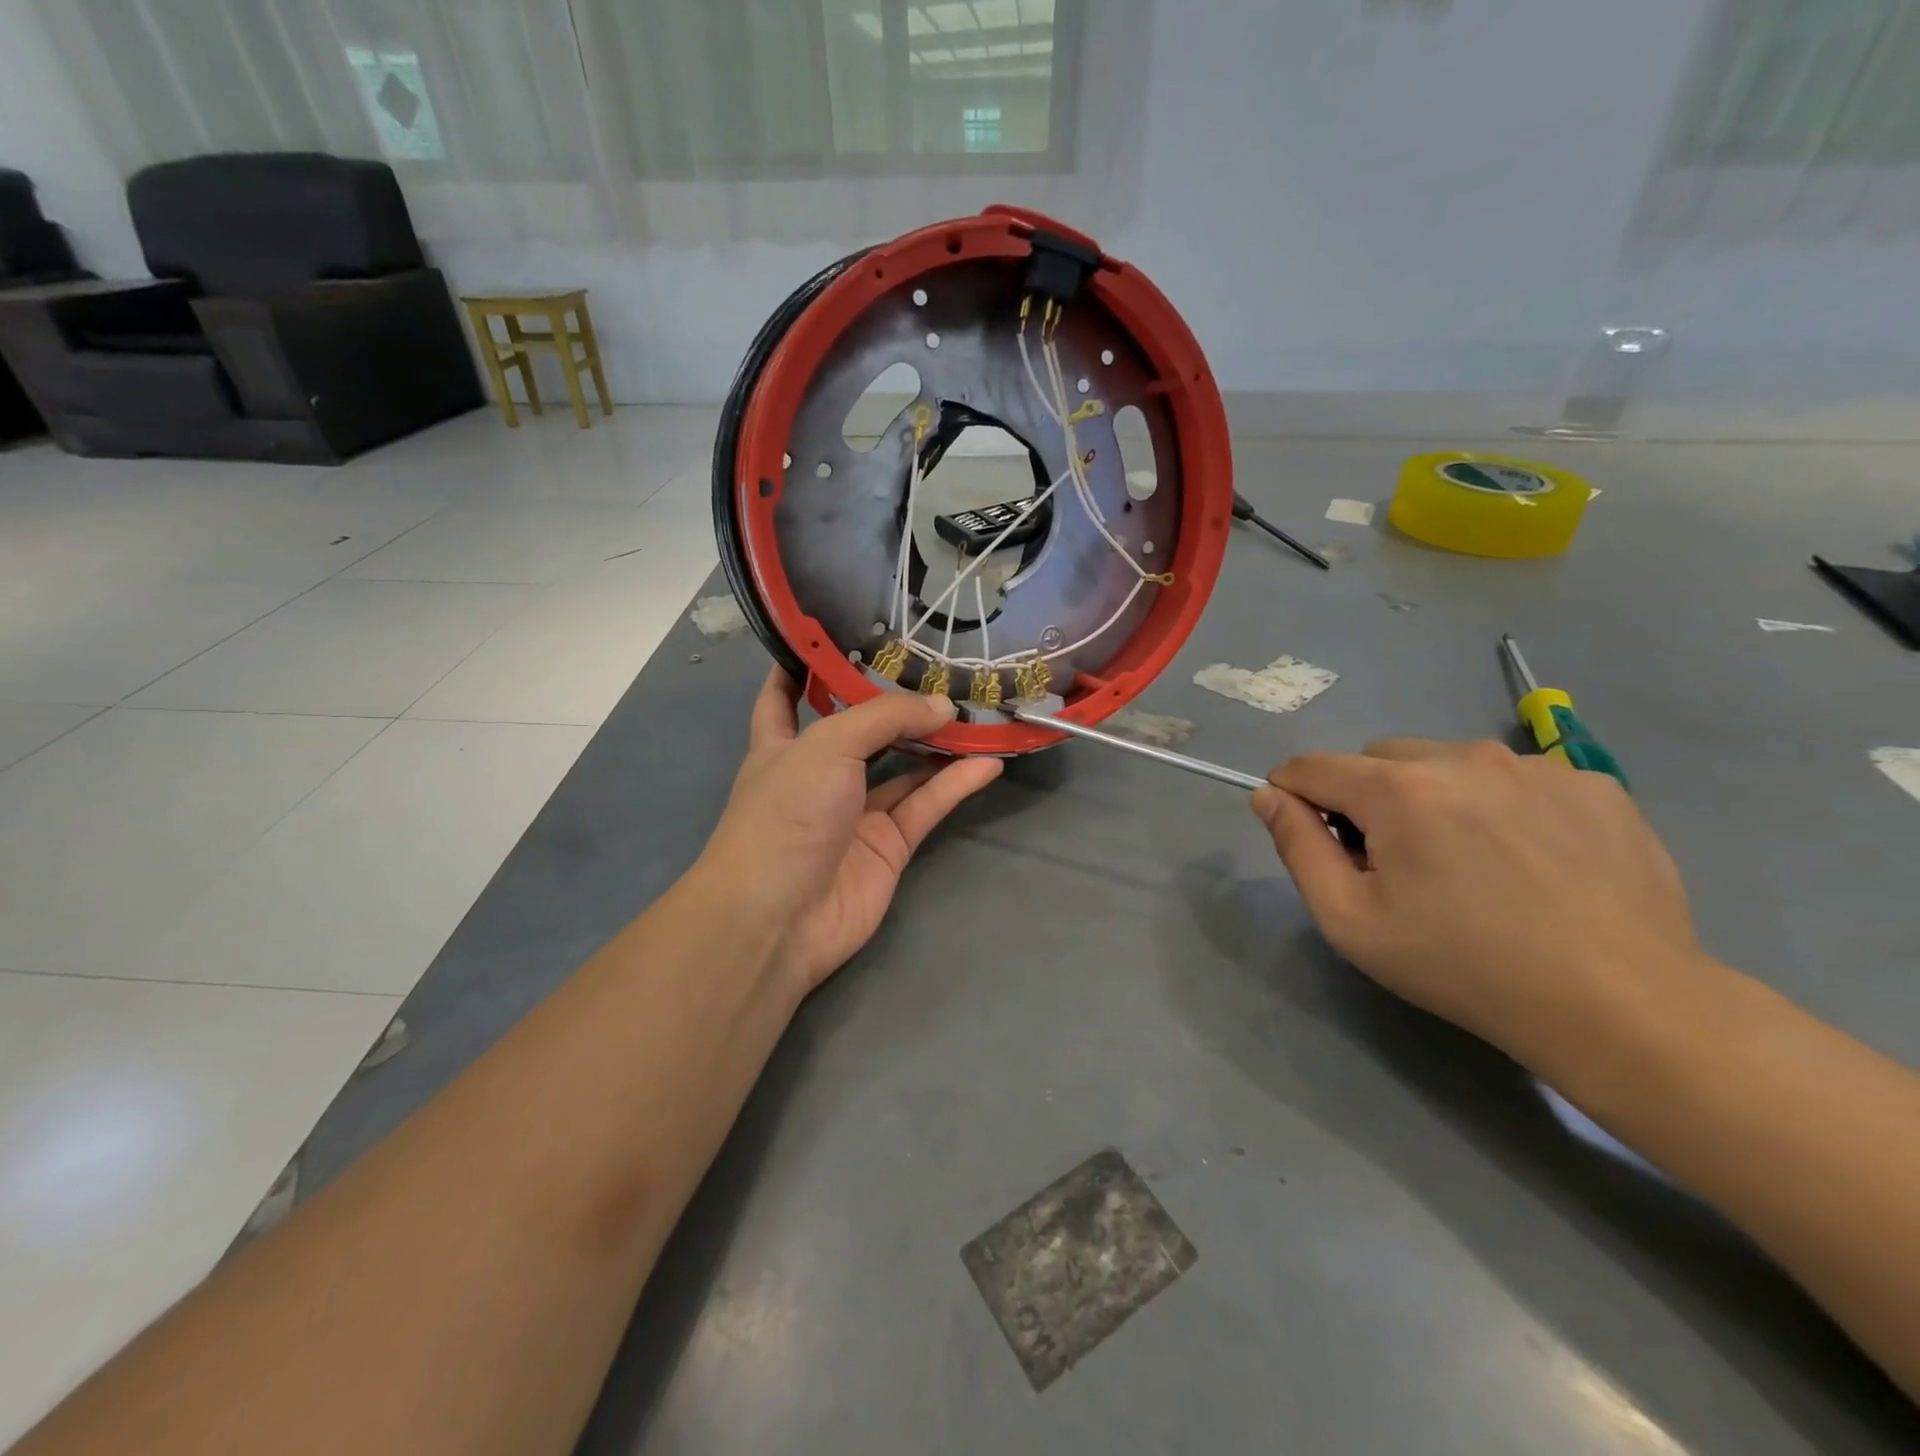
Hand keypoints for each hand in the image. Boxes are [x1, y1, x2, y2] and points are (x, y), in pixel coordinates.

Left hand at [700, 668, 1001, 993]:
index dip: (803, 667)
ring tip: (977, 711)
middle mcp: (819, 775)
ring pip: (904, 768)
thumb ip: (887, 717)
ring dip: (937, 743)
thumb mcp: (829, 745)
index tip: (834, 636)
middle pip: (861, 730)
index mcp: (782, 745)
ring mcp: (855, 813)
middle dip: (895, 704)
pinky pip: (927, 806)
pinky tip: (989, 761)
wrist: (780, 917)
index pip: (784, 697)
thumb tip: (944, 706)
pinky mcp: (888, 846)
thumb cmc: (786, 813)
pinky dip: (956, 784)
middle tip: (939, 670)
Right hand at [1250, 739, 1706, 1068]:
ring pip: (1447, 763)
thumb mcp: (1350, 921)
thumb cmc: (1463, 967)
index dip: (1295, 795)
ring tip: (1469, 863)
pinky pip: (1514, 779)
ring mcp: (1536, 766)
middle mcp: (1464, 757)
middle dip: (1368, 798)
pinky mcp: (1594, 784)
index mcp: (1399, 789)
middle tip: (1396, 863)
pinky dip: (1499, 805)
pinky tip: (1528, 861)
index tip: (1310, 836)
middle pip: (1379, 759)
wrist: (1622, 1005)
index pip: (1313, 766)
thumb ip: (1297, 847)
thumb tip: (1269, 796)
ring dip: (1434, 797)